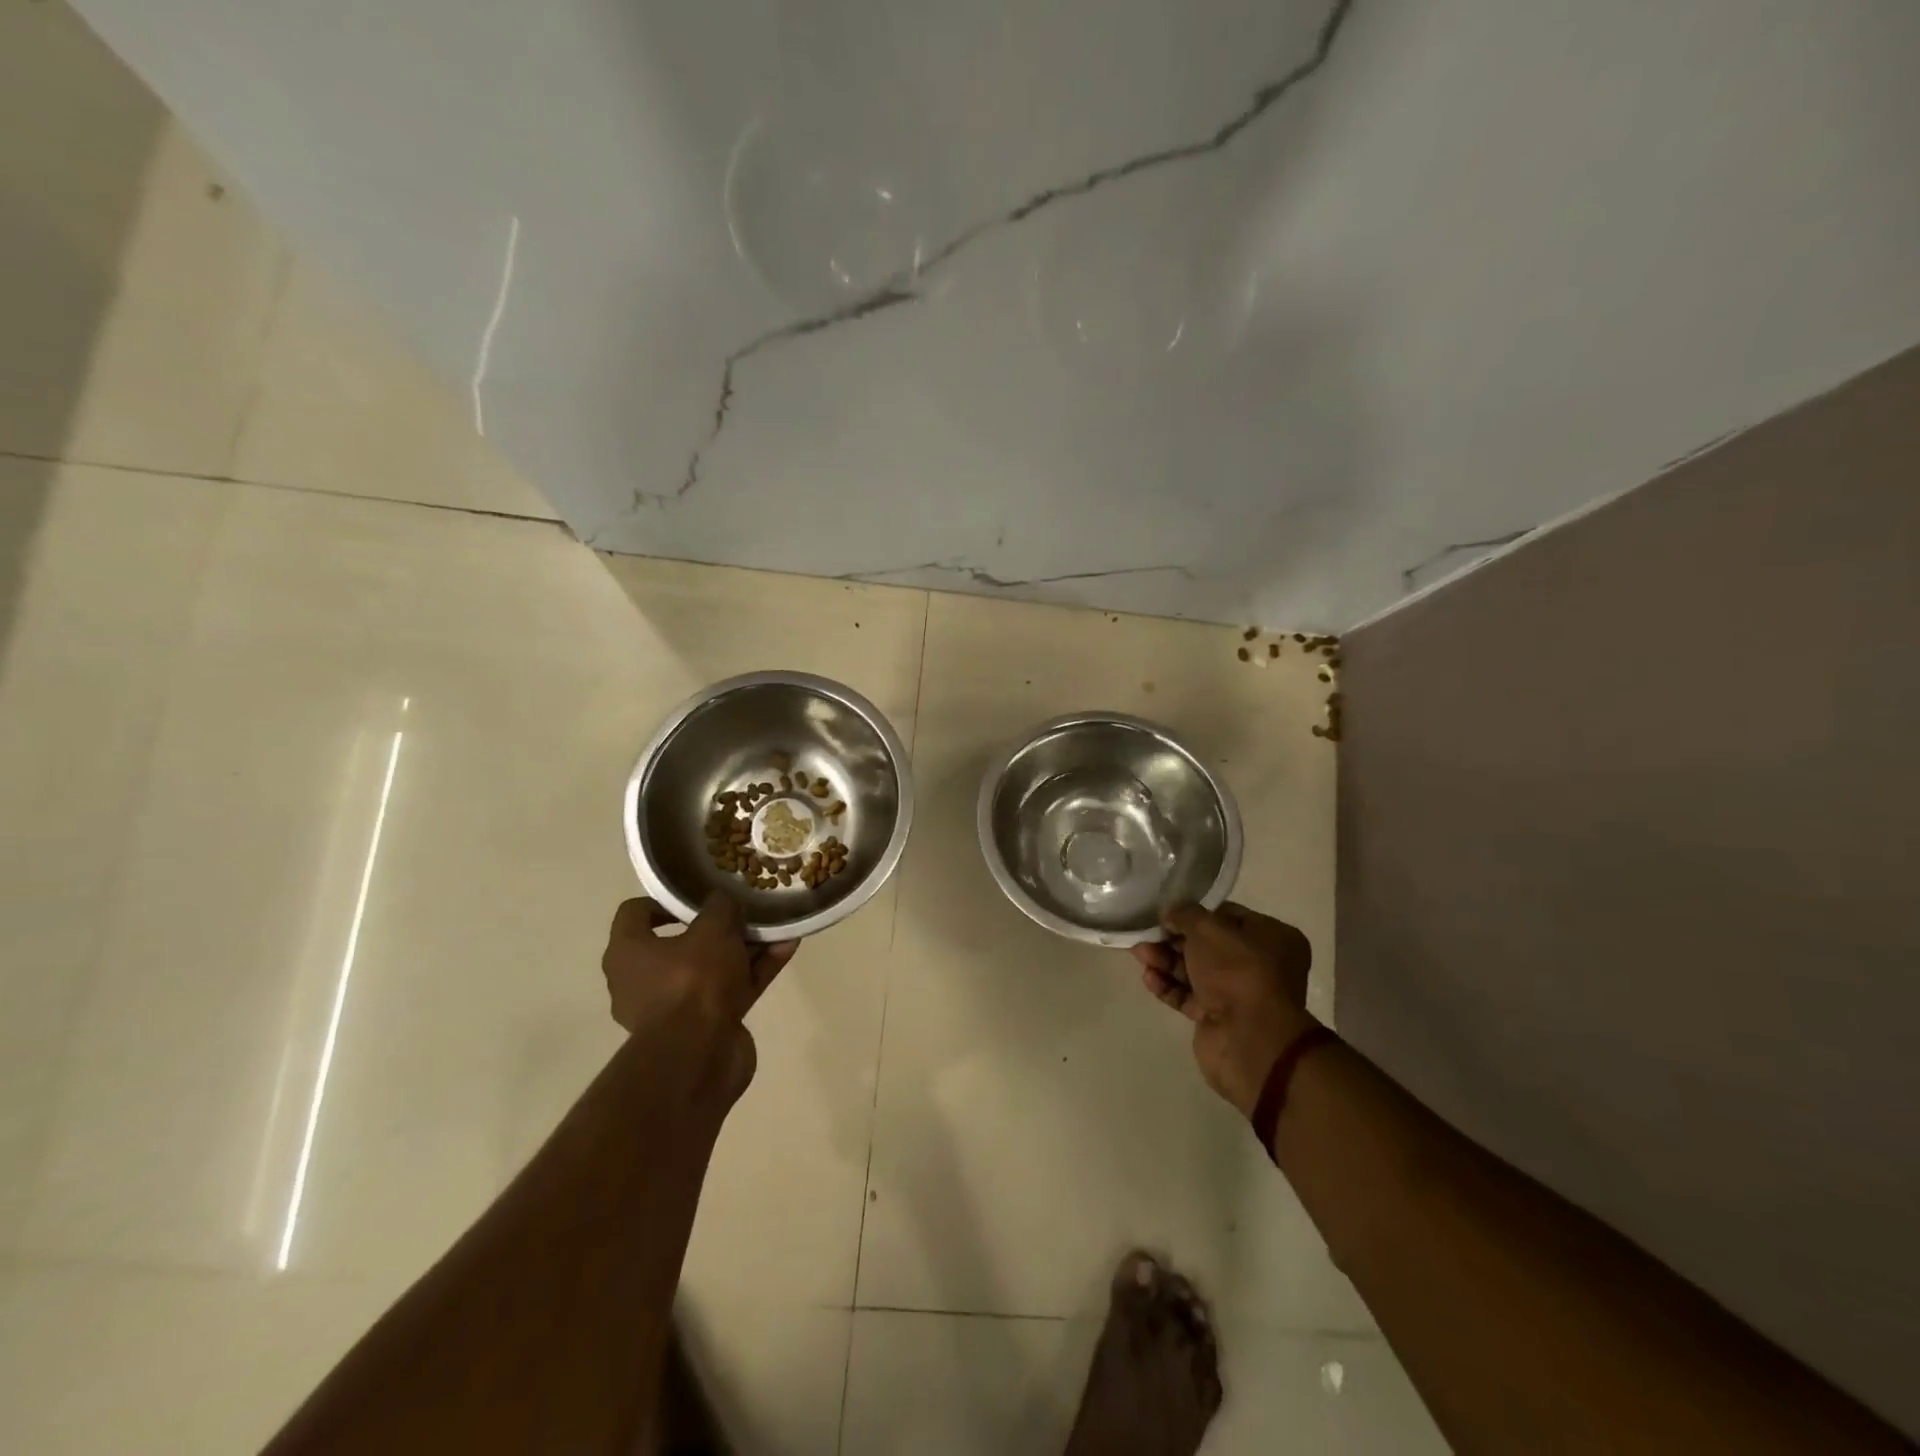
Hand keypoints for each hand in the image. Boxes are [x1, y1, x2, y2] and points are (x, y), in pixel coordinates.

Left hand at [600, 893, 798, 1099]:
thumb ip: (720, 908)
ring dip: (744, 948)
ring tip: (776, 927)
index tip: (697, 895)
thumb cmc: (692, 981)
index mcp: (628, 953)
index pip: (635, 912)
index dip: (665, 900)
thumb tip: (723, 899)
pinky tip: (786, 949)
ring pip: (712, 966)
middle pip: (681, 942)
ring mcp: (675, 1007)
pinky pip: (731, 989)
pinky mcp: (705, 1026)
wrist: (700, 1056)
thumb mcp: (712, 929)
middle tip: (744, 910)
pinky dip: (755, 971)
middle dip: (717, 926)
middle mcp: (642, 980)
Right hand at [1132, 902, 1314, 1117]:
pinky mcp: (1218, 1018)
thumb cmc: (1237, 971)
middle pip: (1207, 945)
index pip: (1227, 916)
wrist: (1248, 1040)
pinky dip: (1168, 986)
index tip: (1167, 914)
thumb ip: (1185, 914)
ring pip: (1195, 970)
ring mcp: (1238, 993)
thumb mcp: (1208, 928)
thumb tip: (1170, 914)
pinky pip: (1189, 996)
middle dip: (1173, 939)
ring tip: (1140, 955)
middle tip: (1145, 935)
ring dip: (1166, 961)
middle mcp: (1259, 964)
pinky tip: (1149, 978)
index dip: (1195, 914)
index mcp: (1271, 937)